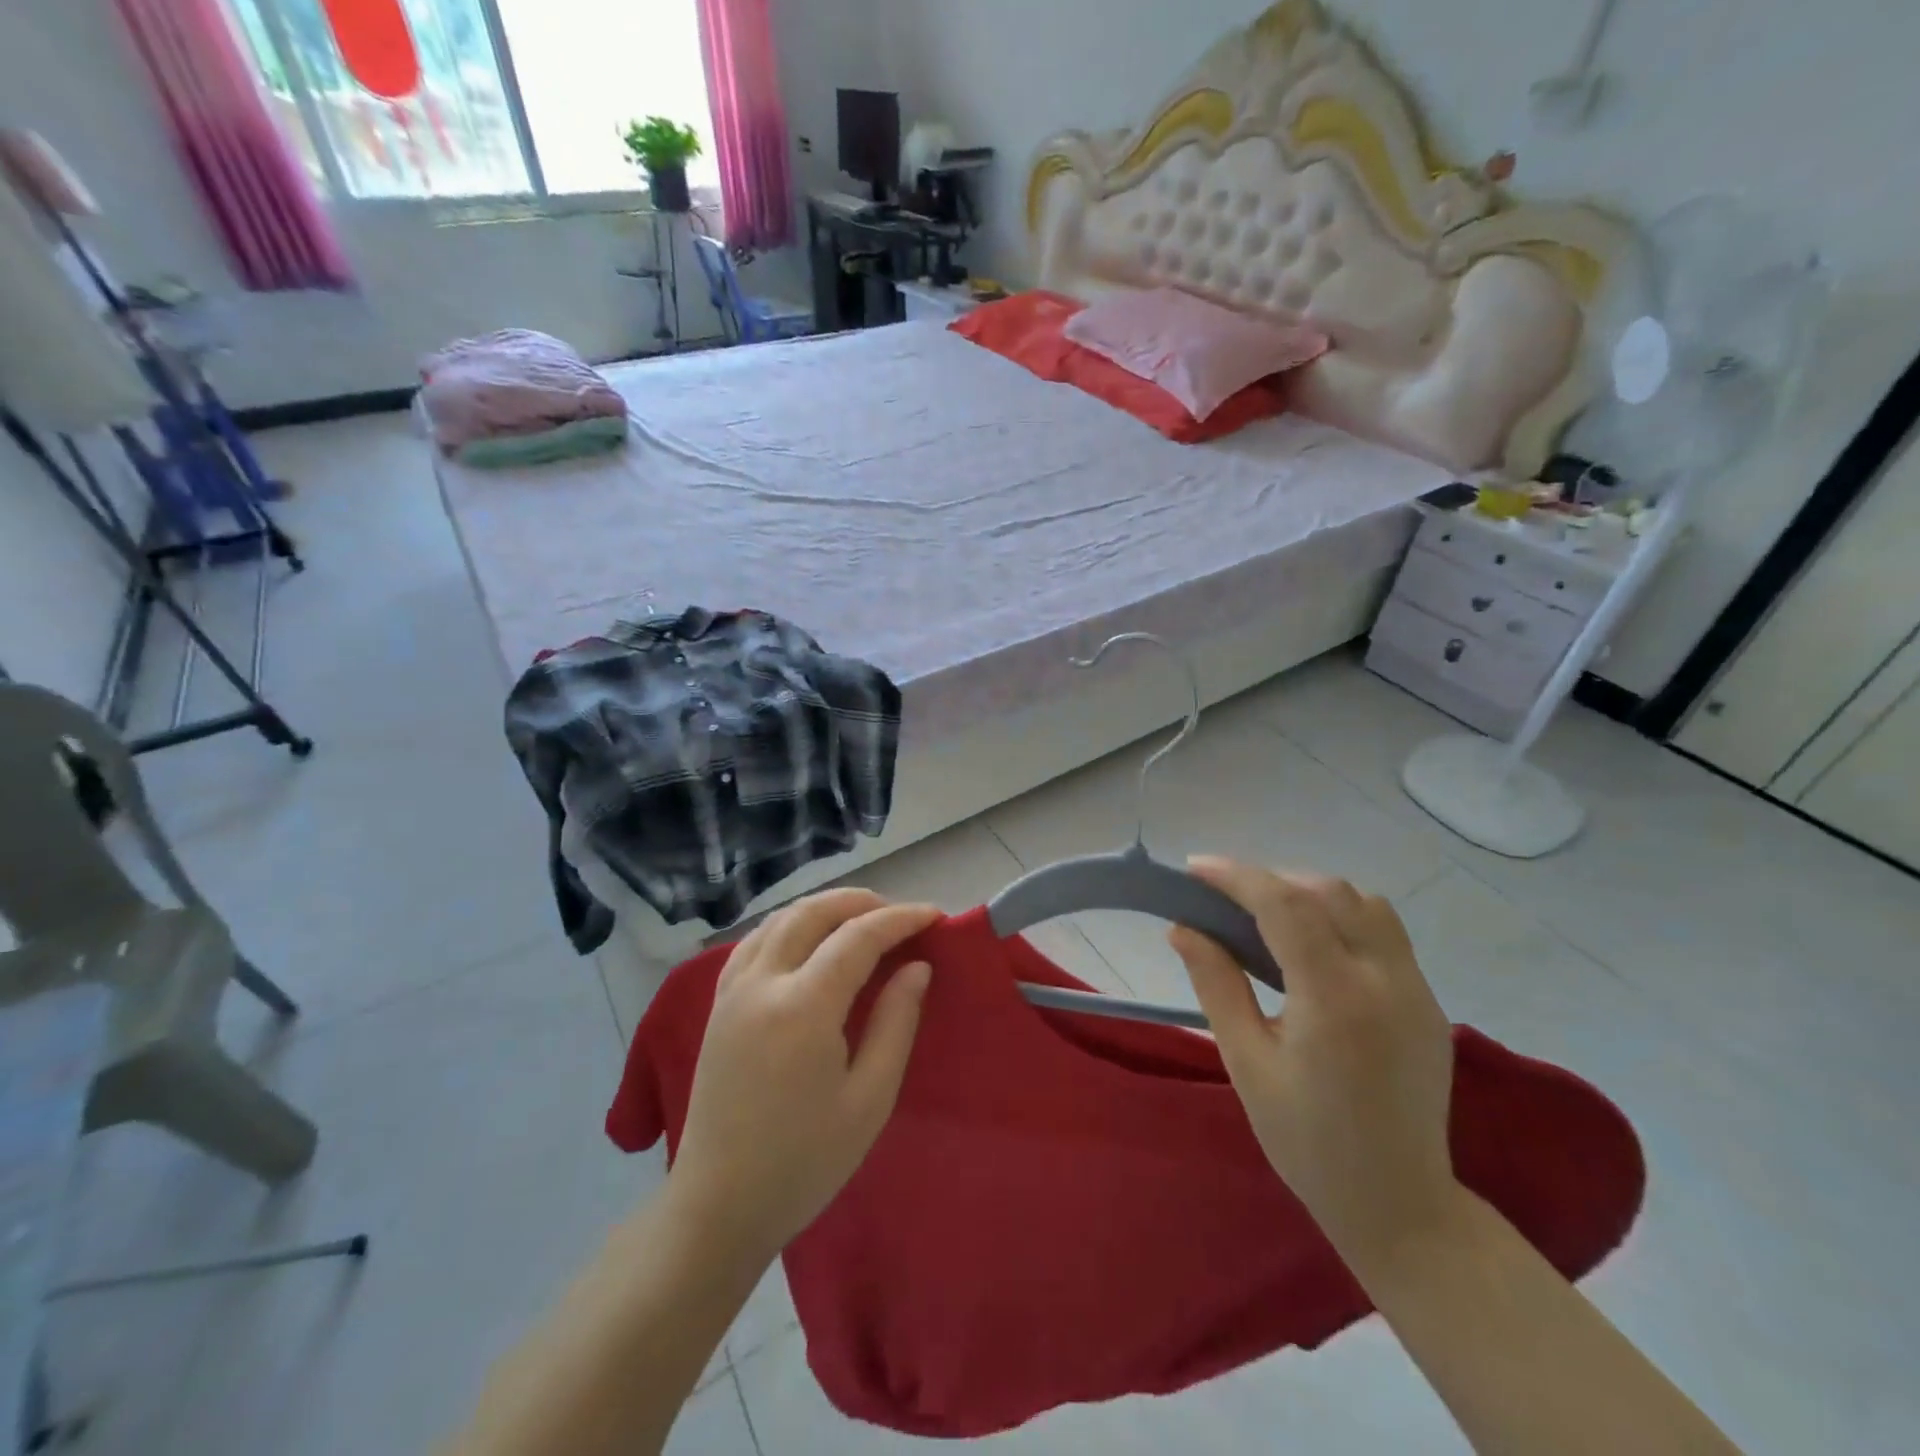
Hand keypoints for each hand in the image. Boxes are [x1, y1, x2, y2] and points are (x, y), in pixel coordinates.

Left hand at [668, 889, 939, 1260]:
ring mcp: (733, 990)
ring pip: (780, 919)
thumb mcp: (869, 1099)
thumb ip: (896, 1023)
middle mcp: (763, 983)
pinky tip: (808, 942)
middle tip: (900, 915)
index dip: (900, 919)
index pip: (858, 936)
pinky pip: (755, 941)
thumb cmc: (804, 1162)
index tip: (934, 915)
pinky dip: (789, 926)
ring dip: (824, 908)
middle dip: (861, 902)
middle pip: (813, 912)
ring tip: (861, 921)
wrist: (718, 1207)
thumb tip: (917, 967)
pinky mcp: (718, 1004)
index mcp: (803, 1007)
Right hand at [1169, 858, 1458, 1269]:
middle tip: (1224, 900)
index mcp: (1336, 999)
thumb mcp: (1246, 1062)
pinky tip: (1311, 946)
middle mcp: (1385, 980)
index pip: (1285, 905)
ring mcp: (1416, 989)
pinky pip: (1384, 932)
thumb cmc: (1307, 1141)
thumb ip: (1215, 984)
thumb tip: (1182, 927)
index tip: (1195, 868)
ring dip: (1311, 893)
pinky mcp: (1428, 1001)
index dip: (1237, 876)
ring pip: (1364, 903)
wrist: (1400, 1205)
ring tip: (1268, 916)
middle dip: (1271, 880)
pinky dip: (1341, 916)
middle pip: (1328, 891)